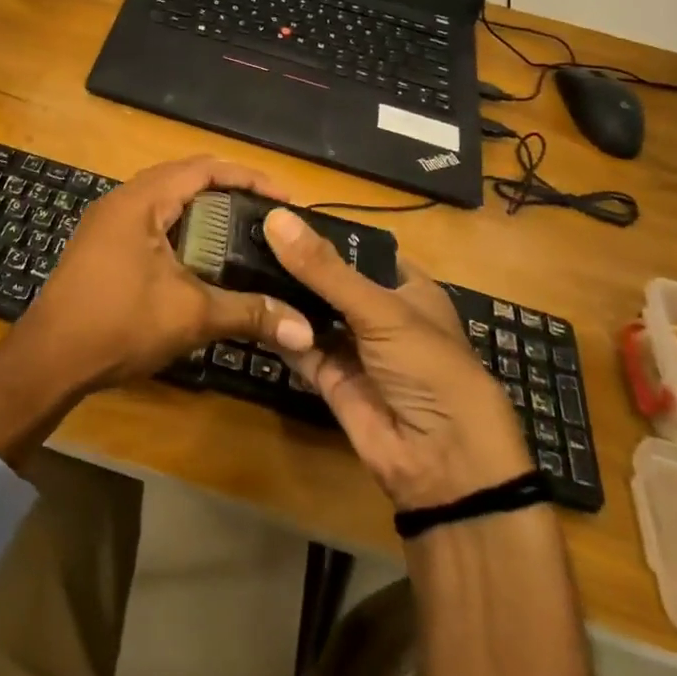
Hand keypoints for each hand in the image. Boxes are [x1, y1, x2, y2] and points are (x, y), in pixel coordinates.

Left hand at [0, 157, 317, 465]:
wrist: (48, 359)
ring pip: (166, 202)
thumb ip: (248, 314)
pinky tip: (202, 258)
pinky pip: (151, 223)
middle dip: (229, 192)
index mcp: (141, 200)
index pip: (203, 169)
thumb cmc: (118, 324)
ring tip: (242, 232)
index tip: (284, 198)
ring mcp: (108, 223)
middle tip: (267, 215)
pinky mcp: (102, 246)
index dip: (248, 177)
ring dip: (204, 212)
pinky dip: (182, 230)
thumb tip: (305, 330)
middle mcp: (122, 200)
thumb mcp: (190, 316)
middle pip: (184, 179)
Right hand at [263, 207, 530, 508]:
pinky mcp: (330, 378)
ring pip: (310, 312)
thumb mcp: (379, 310)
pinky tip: (249, 304)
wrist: (442, 464)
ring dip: (281, 293)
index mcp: (405, 288)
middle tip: (243, 234)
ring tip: (234, 261)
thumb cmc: (428, 368)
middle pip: (328, 280)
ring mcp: (353, 347)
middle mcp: (377, 313)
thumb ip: (323, 268)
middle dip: (293, 262)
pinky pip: (299, 345)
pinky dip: (279, 329)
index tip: (274, 211)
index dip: (321, 232)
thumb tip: (274, 217)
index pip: (357, 250)